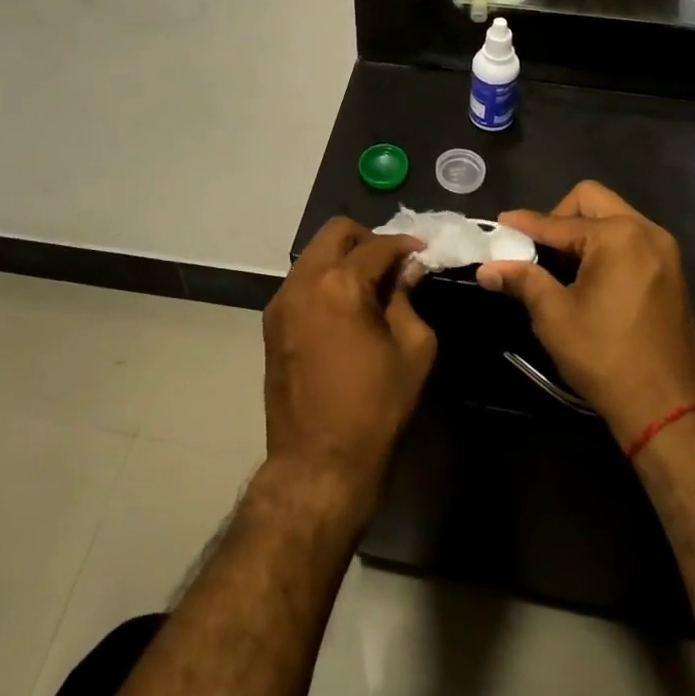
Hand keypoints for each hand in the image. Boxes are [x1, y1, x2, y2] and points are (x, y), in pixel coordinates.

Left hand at [264, 219, 437, 509]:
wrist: (318, 463)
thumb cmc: (374, 408)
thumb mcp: (412, 350)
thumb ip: (408, 299)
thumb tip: (407, 271)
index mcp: (340, 284)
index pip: (377, 245)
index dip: (405, 245)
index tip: (422, 253)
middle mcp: (304, 281)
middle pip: (336, 232)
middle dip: (367, 238)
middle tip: (392, 262)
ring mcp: (282, 301)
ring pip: (314, 254)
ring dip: (343, 258)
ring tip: (369, 285)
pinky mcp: (271, 323)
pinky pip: (301, 281)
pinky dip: (325, 279)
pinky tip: (344, 306)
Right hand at [476, 182, 694, 444]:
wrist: (668, 408)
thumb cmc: (605, 357)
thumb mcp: (555, 316)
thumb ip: (522, 280)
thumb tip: (486, 268)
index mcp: (618, 236)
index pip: (558, 222)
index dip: (525, 224)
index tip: (499, 224)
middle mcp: (646, 231)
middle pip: (592, 201)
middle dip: (559, 217)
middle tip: (538, 247)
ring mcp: (664, 250)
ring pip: (613, 217)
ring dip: (583, 230)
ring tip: (560, 263)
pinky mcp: (671, 271)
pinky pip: (630, 239)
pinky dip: (605, 246)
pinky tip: (588, 276)